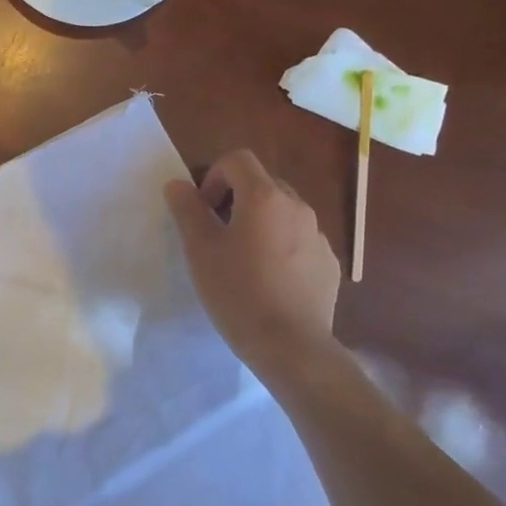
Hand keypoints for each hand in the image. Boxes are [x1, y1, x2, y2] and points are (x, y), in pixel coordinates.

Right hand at [164, 149, 340, 368]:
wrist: (290, 346)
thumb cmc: (237, 292)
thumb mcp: (200, 251)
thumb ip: (187, 210)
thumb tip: (178, 184)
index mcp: (264, 198)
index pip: (238, 160)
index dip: (214, 176)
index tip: (203, 210)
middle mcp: (297, 207)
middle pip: (262, 184)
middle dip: (236, 199)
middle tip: (217, 234)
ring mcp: (318, 236)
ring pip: (283, 214)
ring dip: (260, 224)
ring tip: (243, 261)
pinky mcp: (328, 264)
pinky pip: (300, 241)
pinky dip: (281, 248)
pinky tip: (269, 282)